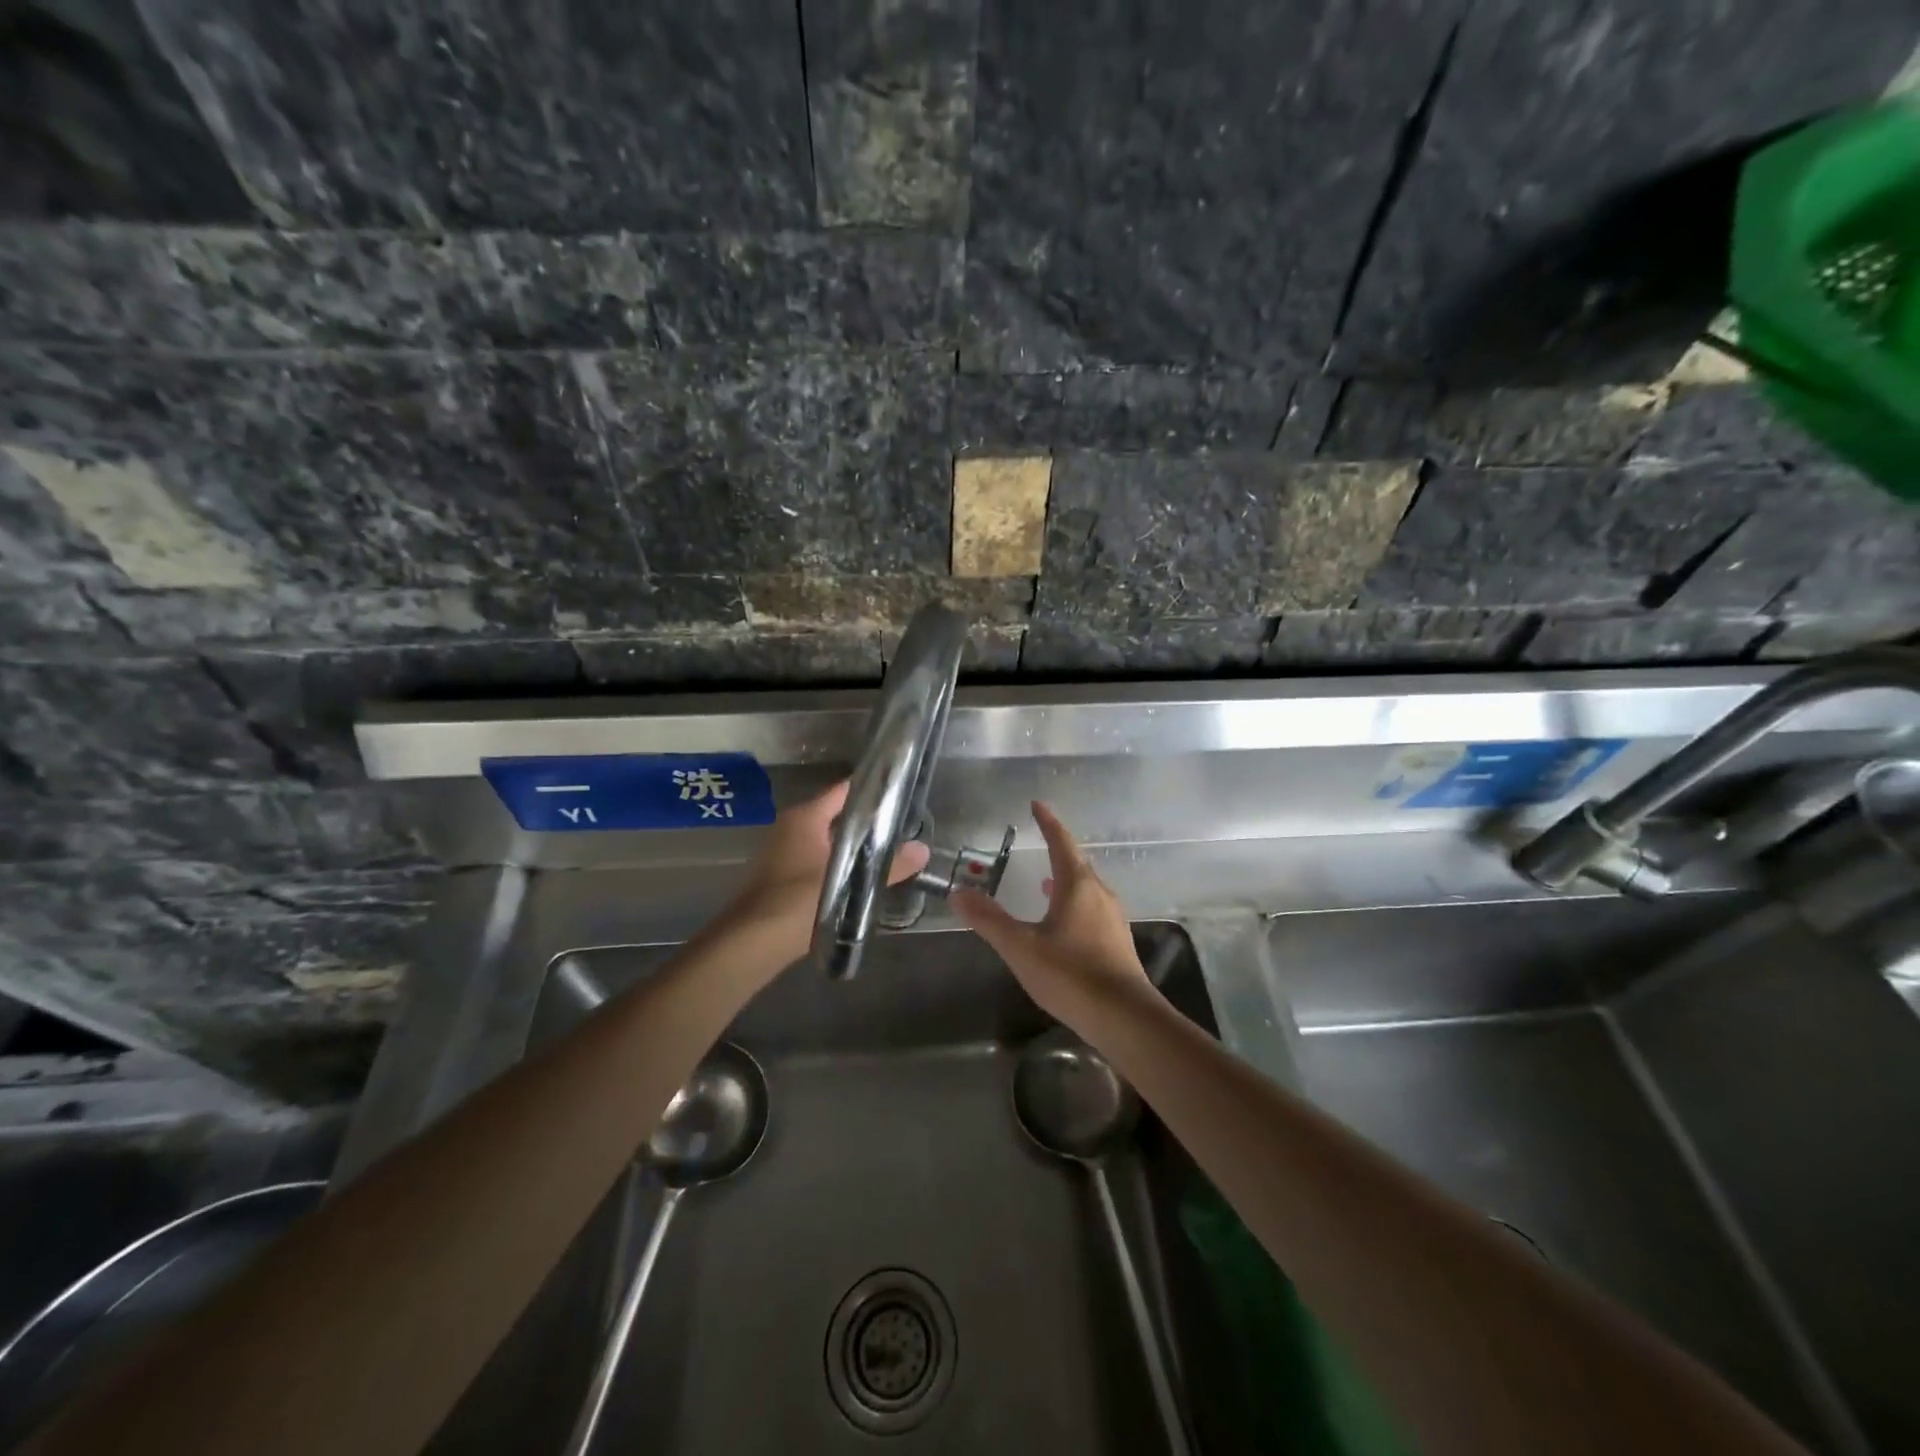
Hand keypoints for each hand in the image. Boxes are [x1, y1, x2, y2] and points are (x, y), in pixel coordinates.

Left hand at [729, 780, 929, 956]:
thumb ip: (889, 868)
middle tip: (902, 824)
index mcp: (805, 817)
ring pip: (827, 838)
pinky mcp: (782, 874)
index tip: (900, 790)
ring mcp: (784, 851)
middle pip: (836, 814)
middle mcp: (792, 826)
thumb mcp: (849, 884)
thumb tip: (924, 850)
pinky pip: (817, 858)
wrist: (750, 943)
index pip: (844, 790)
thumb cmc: (797, 902)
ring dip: (853, 844)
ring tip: (888, 850)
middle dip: (867, 820)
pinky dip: (838, 862)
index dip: (871, 789)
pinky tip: (859, 877)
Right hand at [952, 800, 1153, 1023]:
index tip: (1037, 804)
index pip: (1061, 842)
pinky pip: (1093, 909)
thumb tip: (958, 893)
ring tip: (1046, 882)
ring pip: (1087, 888)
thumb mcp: (1021, 947)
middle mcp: (1100, 894)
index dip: (1048, 822)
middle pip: (1077, 863)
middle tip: (1040, 841)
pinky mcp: (1117, 942)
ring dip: (1066, 879)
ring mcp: (1113, 919)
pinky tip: (1063, 923)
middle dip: (1058, 850)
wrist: (1124, 1018)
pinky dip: (1074, 903)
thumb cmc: (1070, 974)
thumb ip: (989, 920)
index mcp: (1077, 886)